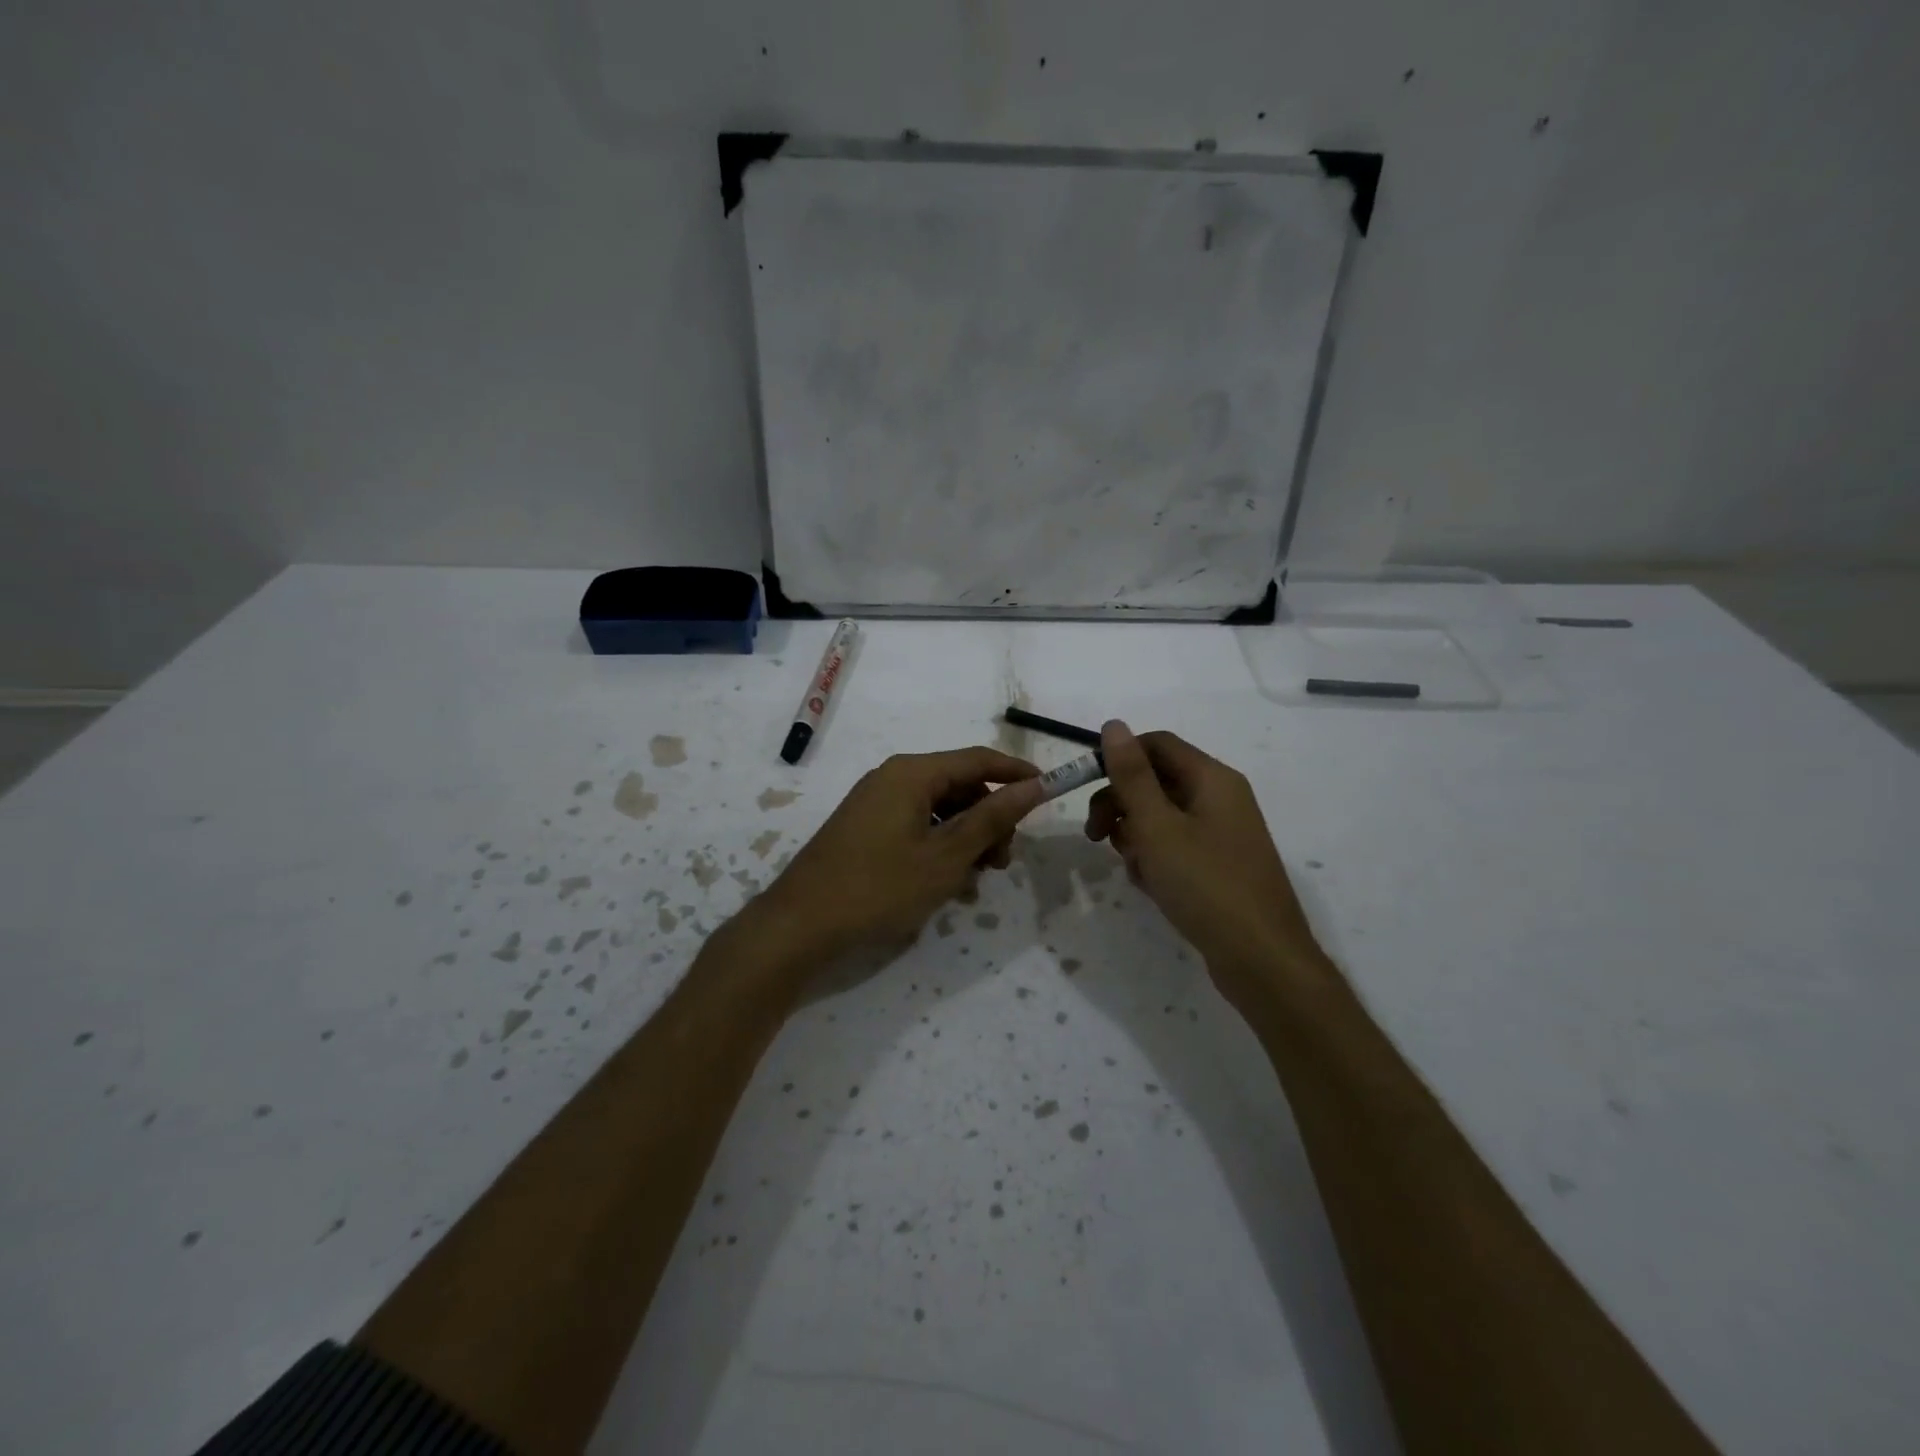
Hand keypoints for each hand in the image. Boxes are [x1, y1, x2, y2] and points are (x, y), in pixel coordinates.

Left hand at [756, 747, 1044, 965]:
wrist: (800, 925)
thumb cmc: (879, 887)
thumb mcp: (945, 856)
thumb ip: (991, 818)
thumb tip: (1032, 787)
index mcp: (912, 773)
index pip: (978, 759)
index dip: (1016, 774)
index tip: (1048, 792)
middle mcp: (893, 778)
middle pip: (959, 785)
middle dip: (989, 819)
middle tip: (1003, 861)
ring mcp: (875, 804)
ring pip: (939, 810)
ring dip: (966, 840)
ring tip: (975, 881)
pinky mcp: (865, 829)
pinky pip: (916, 827)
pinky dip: (939, 849)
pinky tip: (949, 886)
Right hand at [1085, 721, 1323, 1004]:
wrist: (1262, 961)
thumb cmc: (1206, 885)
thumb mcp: (1157, 827)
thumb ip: (1132, 776)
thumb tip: (1114, 724)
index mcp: (1212, 779)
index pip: (1156, 744)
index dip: (1117, 758)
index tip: (1085, 787)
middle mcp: (1220, 799)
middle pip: (1156, 781)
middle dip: (1120, 804)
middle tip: (1095, 836)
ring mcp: (1222, 835)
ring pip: (1161, 818)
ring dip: (1135, 837)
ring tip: (1135, 868)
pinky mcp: (1219, 866)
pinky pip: (1175, 848)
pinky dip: (1156, 860)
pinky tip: (1151, 886)